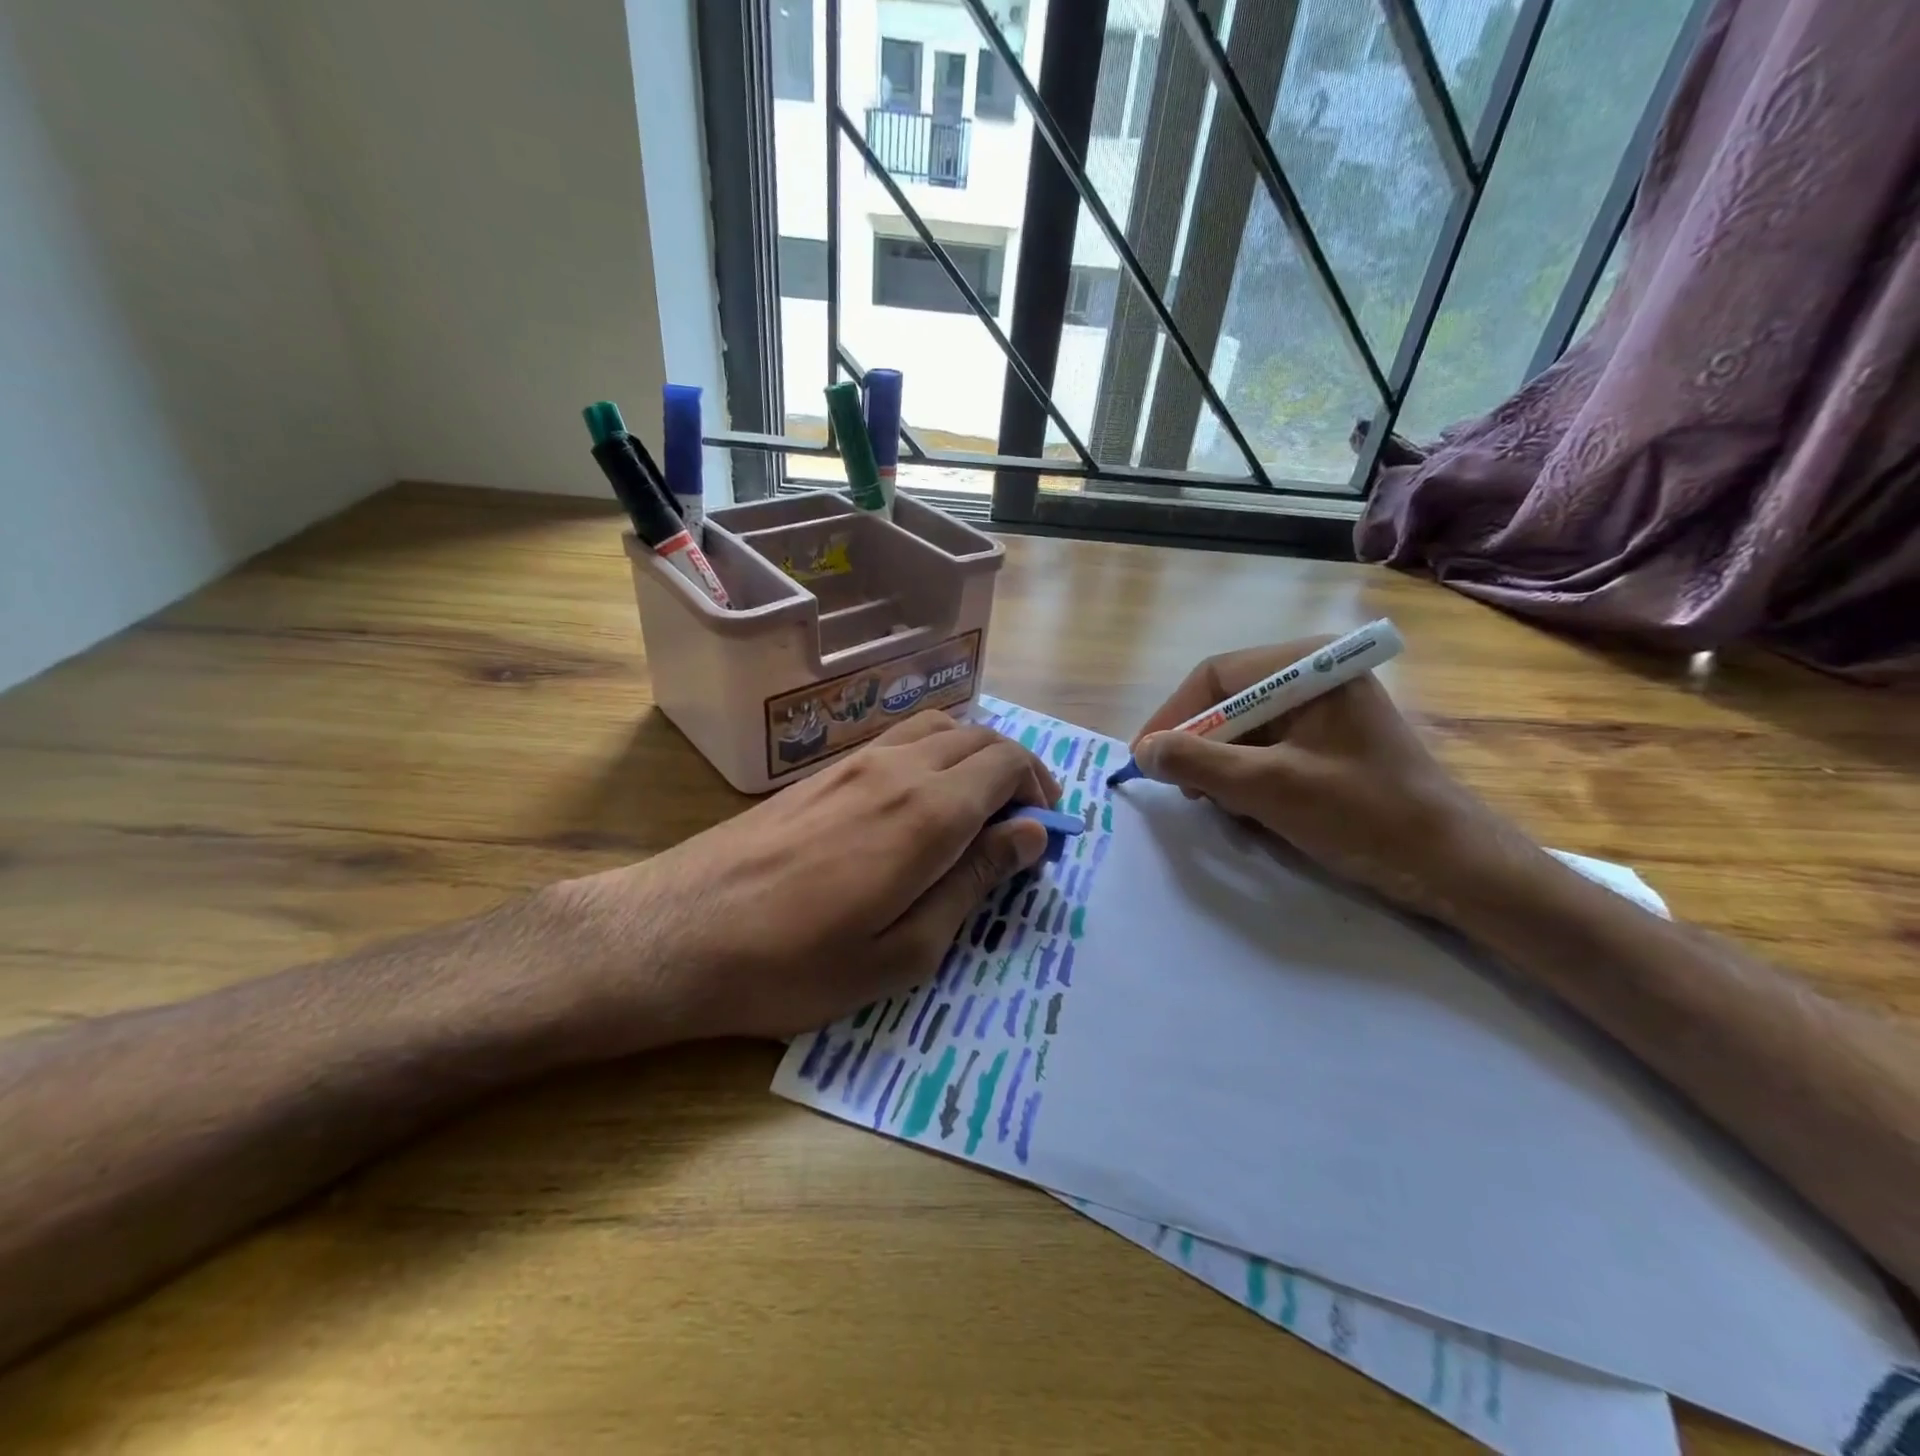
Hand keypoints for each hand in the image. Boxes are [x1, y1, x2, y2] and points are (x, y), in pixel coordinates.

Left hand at [559, 711, 1059, 1046]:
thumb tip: (1030, 834)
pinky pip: (899, 739)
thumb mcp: (905, 950)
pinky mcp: (822, 771)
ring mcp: (854, 762)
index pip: (1008, 763)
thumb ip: (974, 883)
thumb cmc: (796, 964)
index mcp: (928, 811)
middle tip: (1019, 828)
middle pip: (980, 737)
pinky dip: (933, 755)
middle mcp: (897, 767)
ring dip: (974, 757)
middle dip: (1016, 773)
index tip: (1042, 840)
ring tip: (977, 811)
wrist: (677, 933)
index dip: (1040, 793)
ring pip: (939, 727)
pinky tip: (919, 803)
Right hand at [1131, 640, 1529, 922]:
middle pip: (1228, 700)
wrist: (1451, 865)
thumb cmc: (1363, 814)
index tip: (1144, 759)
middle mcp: (1314, 675)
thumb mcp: (1269, 787)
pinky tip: (1246, 806)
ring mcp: (1323, 709)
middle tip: (1179, 788)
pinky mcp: (1328, 741)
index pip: (1216, 676)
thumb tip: (1143, 750)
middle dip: (1198, 745)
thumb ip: (1199, 762)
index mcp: (1309, 667)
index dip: (1173, 716)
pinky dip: (1245, 776)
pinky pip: (1266, 748)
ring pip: (1243, 728)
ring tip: (1215, 802)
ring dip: (1219, 765)